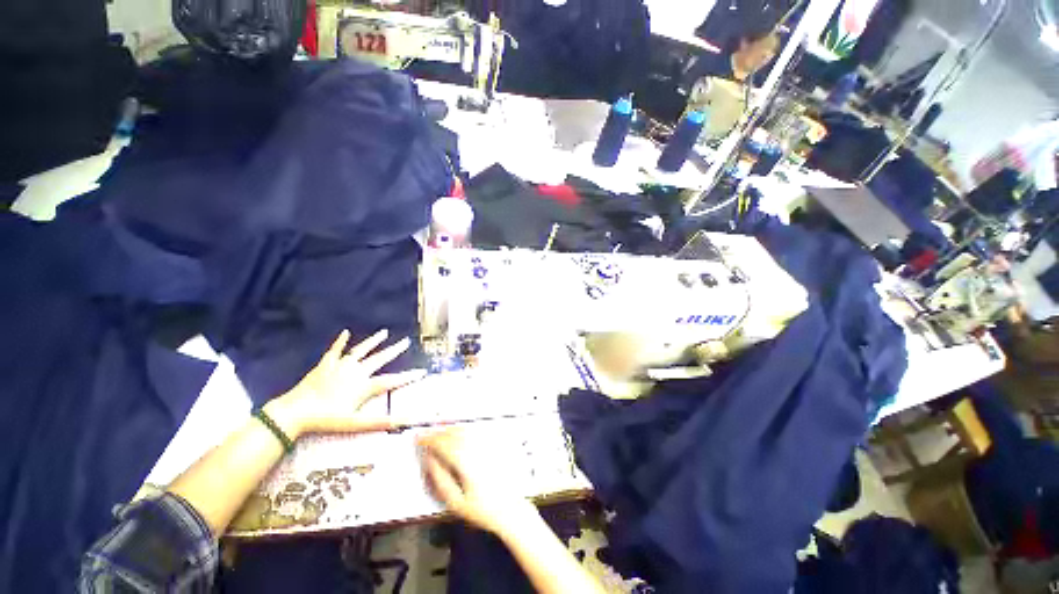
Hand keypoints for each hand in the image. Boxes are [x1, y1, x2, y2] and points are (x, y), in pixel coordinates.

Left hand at [265, 329, 425, 438]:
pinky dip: (341, 341)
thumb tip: (404, 420)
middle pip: (379, 358)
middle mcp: (356, 371)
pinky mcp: (325, 364)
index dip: (409, 376)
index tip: (423, 371)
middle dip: (395, 350)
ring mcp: (340, 366)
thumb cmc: (326, 420)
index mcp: (364, 385)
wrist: (294, 412)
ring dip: (373, 341)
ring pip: (361, 350)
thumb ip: (380, 422)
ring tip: (384, 332)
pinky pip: (335, 350)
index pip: (392, 380)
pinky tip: (345, 332)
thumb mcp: (355, 424)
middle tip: (406, 341)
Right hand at [418, 430, 539, 536]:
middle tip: (426, 434)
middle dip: (439, 432)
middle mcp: (478, 449)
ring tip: (439, 431)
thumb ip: (440, 480)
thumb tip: (430, 460)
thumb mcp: (455, 502)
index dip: (430, 439)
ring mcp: (488, 446)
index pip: (444, 444)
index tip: (419, 438)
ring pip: (466, 430)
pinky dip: (463, 429)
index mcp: (466, 463)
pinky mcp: (495, 445)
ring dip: (450, 428)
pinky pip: (476, 431)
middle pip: (455, 433)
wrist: (511, 510)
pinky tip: (458, 433)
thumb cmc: (482, 510)